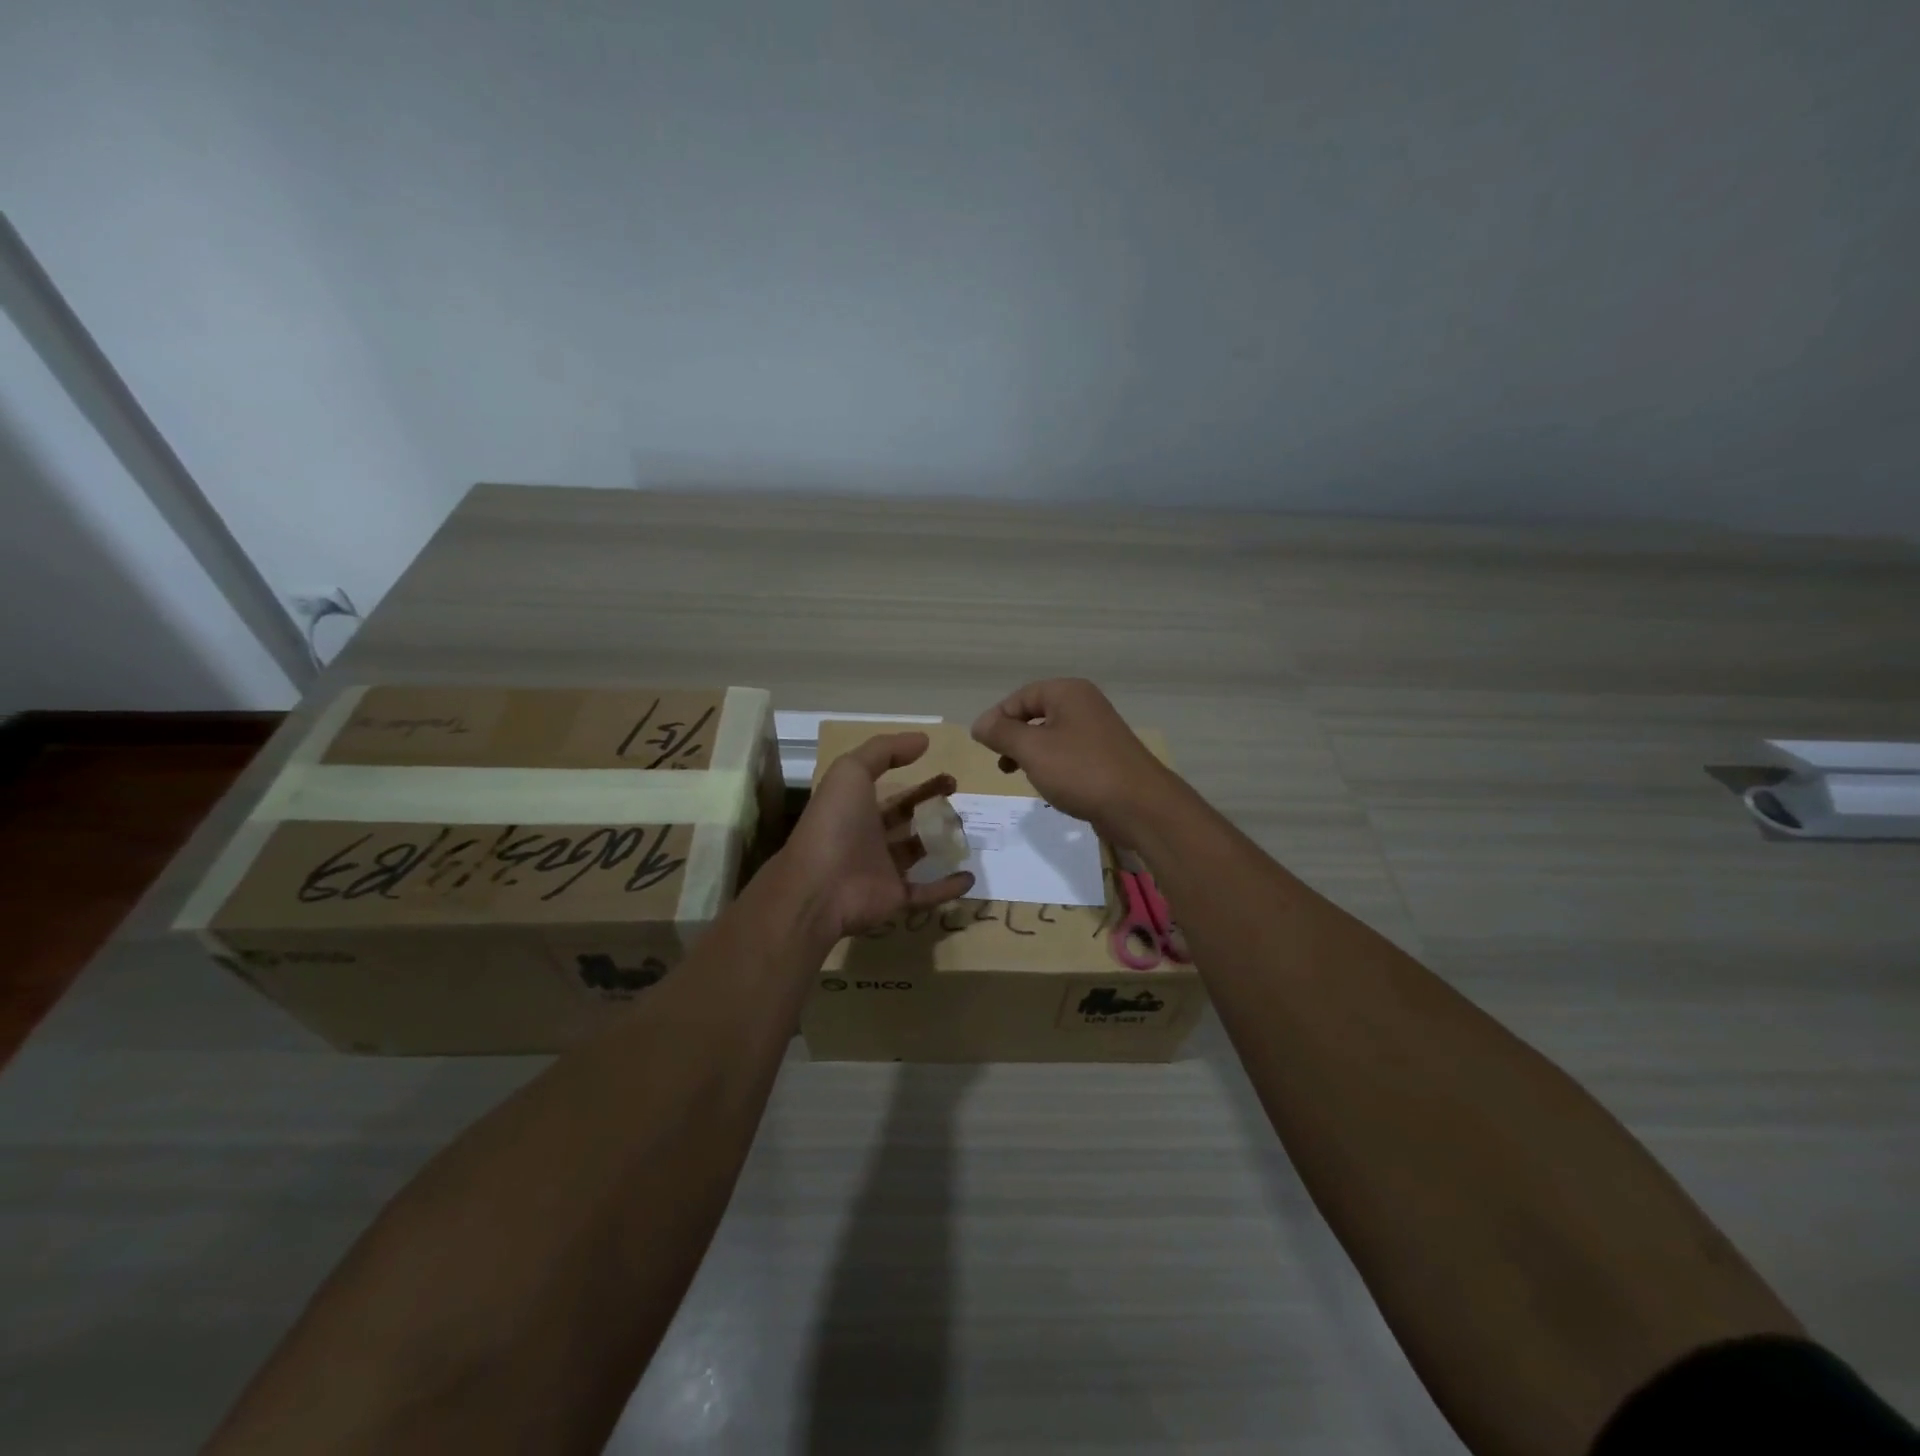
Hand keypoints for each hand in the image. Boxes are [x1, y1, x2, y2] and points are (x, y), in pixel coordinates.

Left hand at [780, 732, 974, 937]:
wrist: (819, 887)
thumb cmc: (835, 824)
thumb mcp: (851, 772)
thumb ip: (884, 751)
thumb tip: (923, 739)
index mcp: (856, 808)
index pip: (890, 790)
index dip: (916, 781)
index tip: (947, 773)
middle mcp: (868, 837)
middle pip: (905, 818)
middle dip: (930, 805)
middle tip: (958, 796)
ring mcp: (881, 869)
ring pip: (916, 852)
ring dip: (940, 842)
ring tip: (968, 829)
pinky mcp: (894, 898)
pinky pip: (926, 892)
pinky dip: (948, 886)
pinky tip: (970, 876)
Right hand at [970, 679, 1183, 844]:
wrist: (1140, 806)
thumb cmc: (1081, 771)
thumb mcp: (1032, 750)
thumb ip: (1001, 733)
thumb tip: (979, 723)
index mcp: (1068, 693)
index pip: (1020, 697)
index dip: (997, 718)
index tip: (983, 745)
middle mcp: (1085, 705)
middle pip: (1036, 713)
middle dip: (1014, 737)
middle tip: (1001, 762)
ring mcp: (1098, 731)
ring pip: (1051, 735)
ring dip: (1031, 753)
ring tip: (1019, 775)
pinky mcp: (1105, 756)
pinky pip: (1068, 753)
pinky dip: (1052, 765)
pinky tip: (1049, 785)